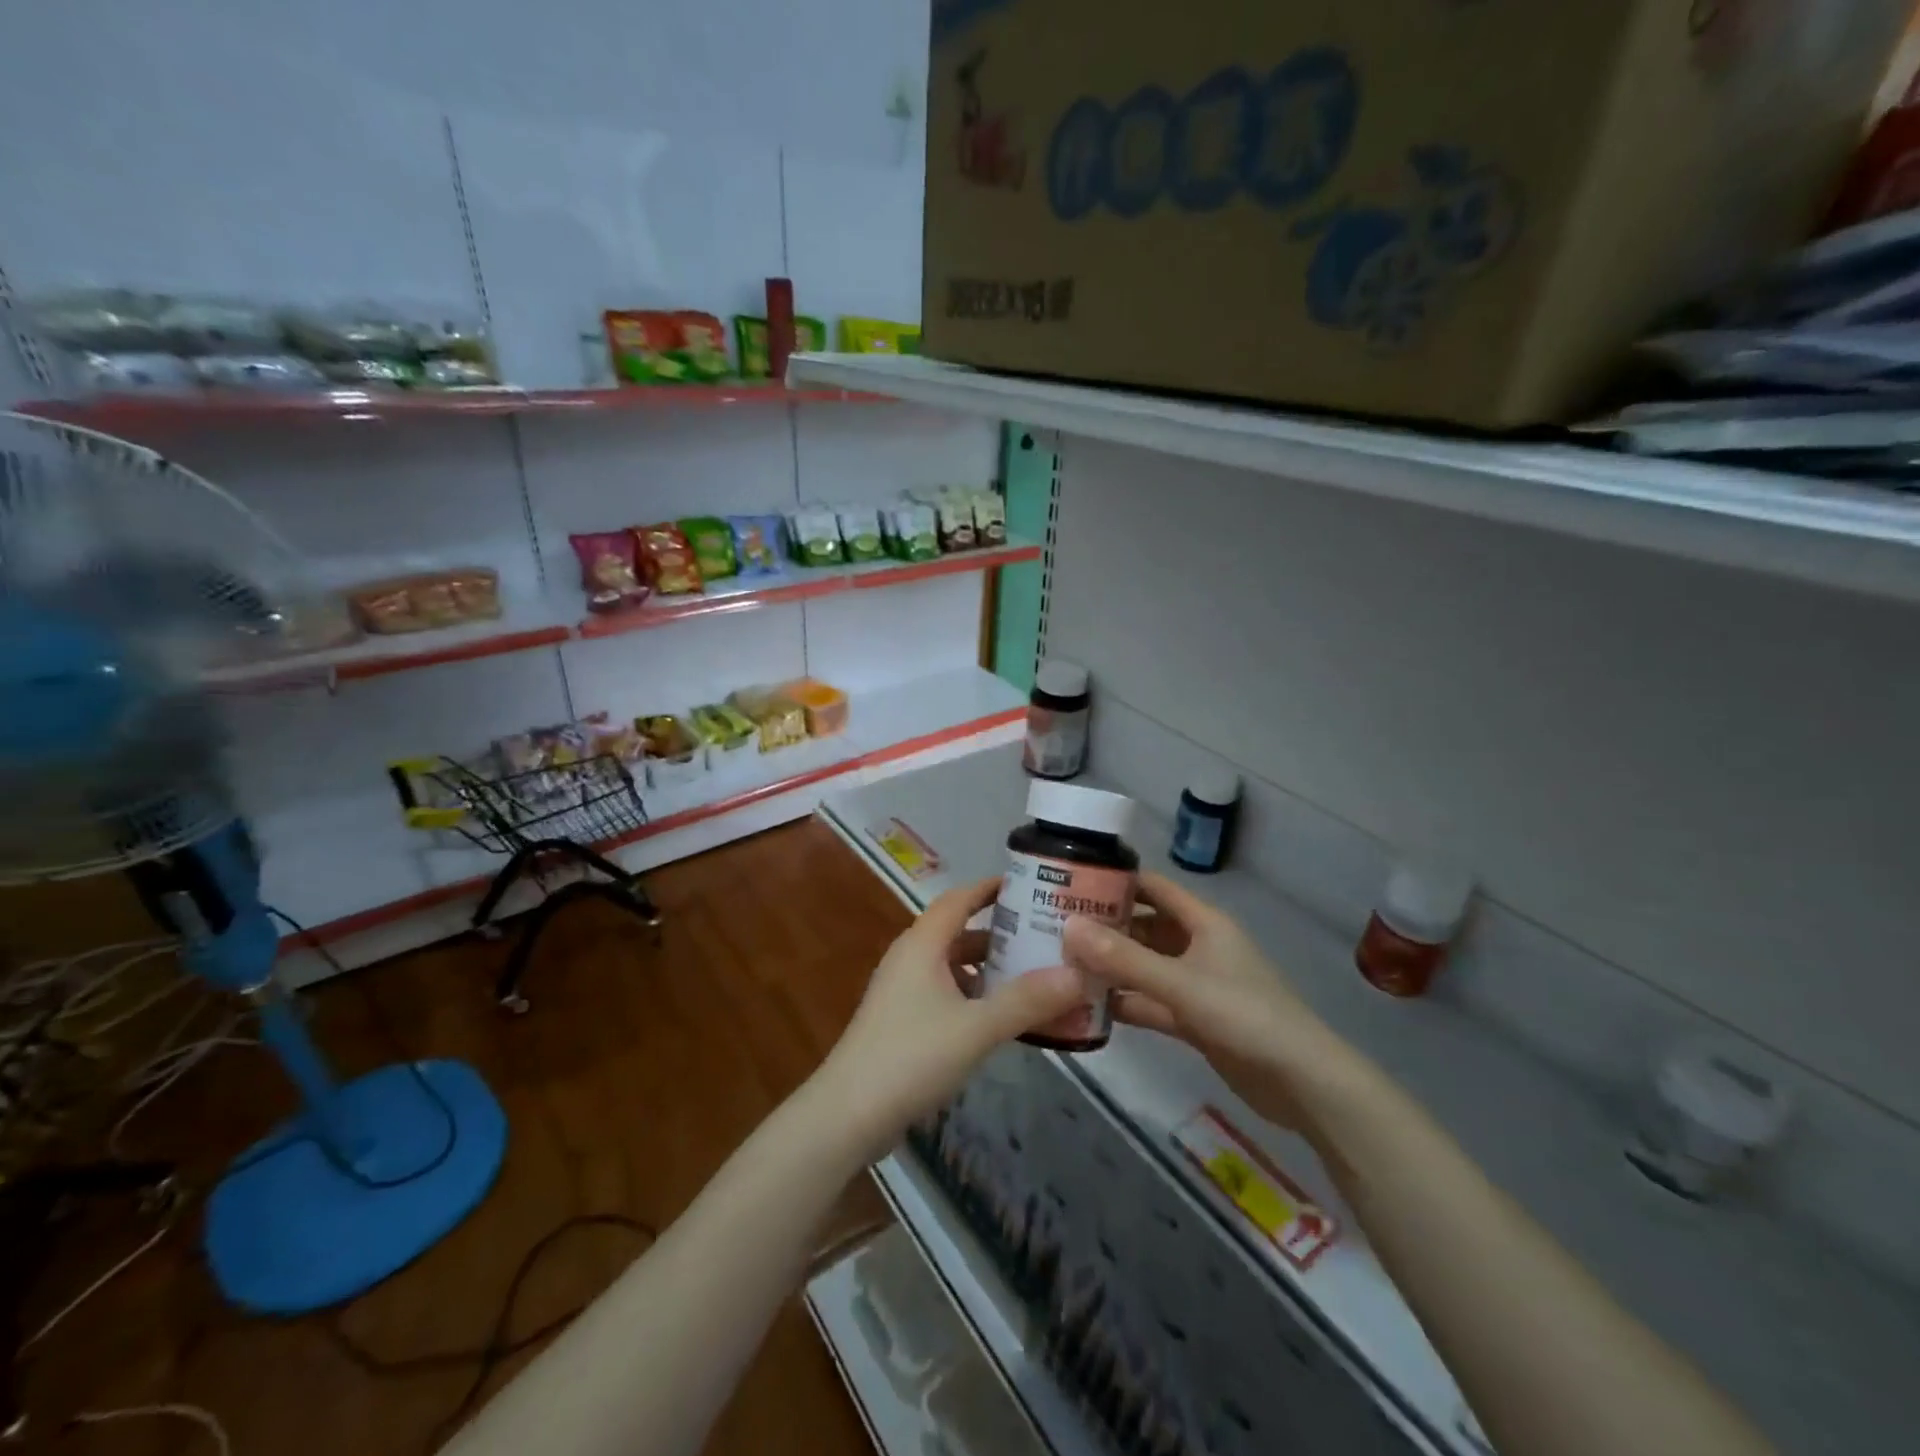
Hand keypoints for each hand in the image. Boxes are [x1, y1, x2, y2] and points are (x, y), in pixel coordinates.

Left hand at [818, 878, 1088, 1156]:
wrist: (848, 1115)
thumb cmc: (912, 1057)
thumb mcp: (977, 1027)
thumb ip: (1027, 1000)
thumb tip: (1078, 974)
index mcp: (922, 944)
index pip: (960, 898)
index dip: (991, 887)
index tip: (1030, 883)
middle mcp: (910, 958)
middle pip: (960, 932)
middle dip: (1001, 932)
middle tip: (1046, 936)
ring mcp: (903, 991)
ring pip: (953, 966)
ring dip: (989, 968)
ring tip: (1034, 976)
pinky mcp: (902, 1021)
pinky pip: (946, 993)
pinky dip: (975, 996)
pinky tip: (1002, 1017)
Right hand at [1062, 874, 1365, 1134]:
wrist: (1303, 1083)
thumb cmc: (1244, 1016)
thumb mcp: (1180, 984)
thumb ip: (1124, 958)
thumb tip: (1068, 927)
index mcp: (1203, 922)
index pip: (1153, 887)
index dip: (1116, 880)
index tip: (1071, 881)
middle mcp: (1198, 946)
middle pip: (1144, 926)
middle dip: (1105, 927)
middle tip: (1054, 928)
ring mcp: (1196, 984)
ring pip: (1145, 966)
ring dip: (1111, 966)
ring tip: (1062, 964)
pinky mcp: (1195, 1019)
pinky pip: (1152, 1001)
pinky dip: (1126, 1001)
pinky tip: (1089, 1007)